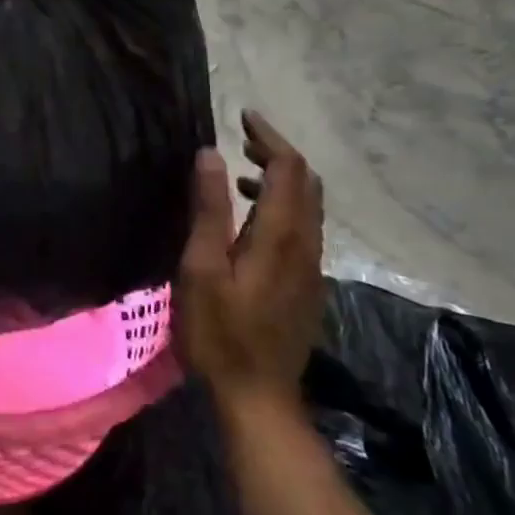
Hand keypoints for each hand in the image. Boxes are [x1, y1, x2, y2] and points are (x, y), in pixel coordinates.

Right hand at [177, 111, 325, 412]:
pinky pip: (304, 228)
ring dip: (280, 179)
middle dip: (277, 153)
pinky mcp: (308, 285)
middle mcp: (306, 244)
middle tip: (243, 139)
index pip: (288, 168)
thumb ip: (210, 208)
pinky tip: (251, 221)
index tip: (243, 115)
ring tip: (240, 174)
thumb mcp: (202, 267)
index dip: (269, 136)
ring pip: (309, 205)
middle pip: (306, 182)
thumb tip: (212, 153)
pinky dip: (282, 205)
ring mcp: (312, 267)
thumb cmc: (220, 332)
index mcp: (281, 235)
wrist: (259, 399)